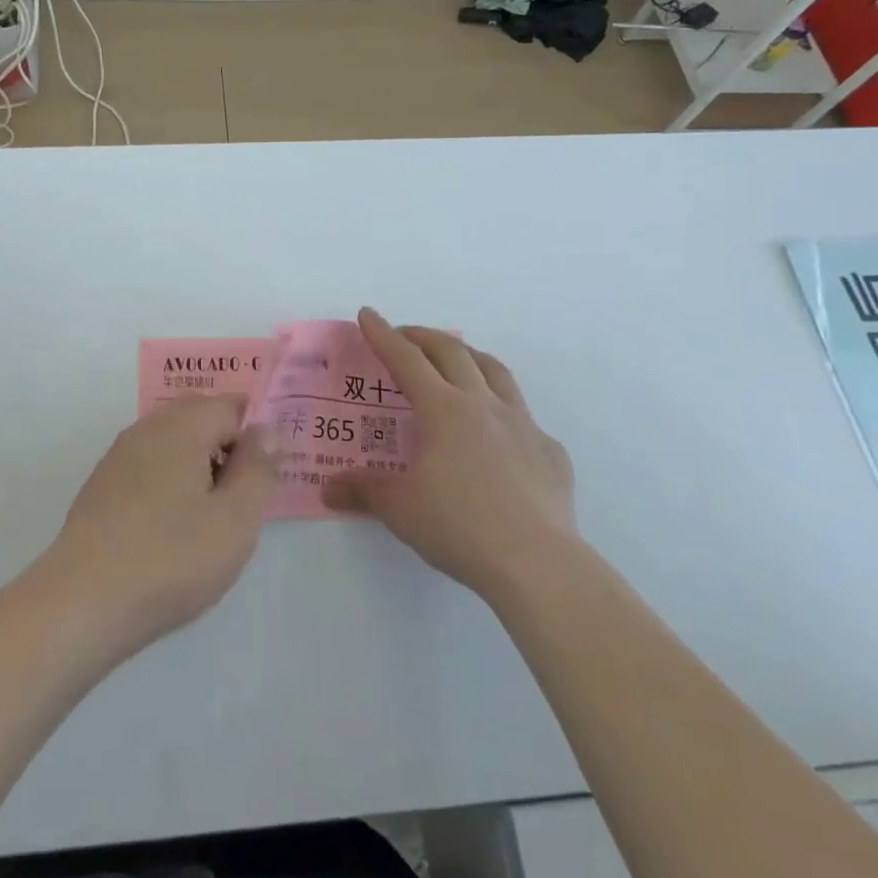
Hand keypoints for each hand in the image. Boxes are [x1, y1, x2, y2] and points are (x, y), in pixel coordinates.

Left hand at [42, 395, 275, 656]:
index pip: (231, 405)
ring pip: (172, 441)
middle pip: (199, 416)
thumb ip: (257, 468)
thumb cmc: (170, 559)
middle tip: (242, 496)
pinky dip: (169, 481)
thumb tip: (266, 430)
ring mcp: (119, 456)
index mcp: (182, 426)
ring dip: (198, 464)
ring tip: (209, 517)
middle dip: (227, 445)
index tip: (266, 475)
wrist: (82, 603)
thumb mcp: (235, 519)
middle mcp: (147, 428)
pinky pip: (148, 465)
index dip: (256, 433)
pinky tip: (171, 528)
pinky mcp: (102, 485)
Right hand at [325, 308, 574, 604]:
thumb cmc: (459, 526)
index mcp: (444, 409)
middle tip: (405, 336)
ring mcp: (523, 424)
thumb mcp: (400, 508)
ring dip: (469, 357)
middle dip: (423, 337)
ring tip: (456, 361)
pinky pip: (524, 417)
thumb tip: (328, 488)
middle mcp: (484, 404)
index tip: (368, 314)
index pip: (407, 359)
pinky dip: (503, 410)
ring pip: (495, 371)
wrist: (538, 563)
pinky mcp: (550, 451)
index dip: (383, 335)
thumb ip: (363, 491)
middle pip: (452, 352)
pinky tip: (498, 434)